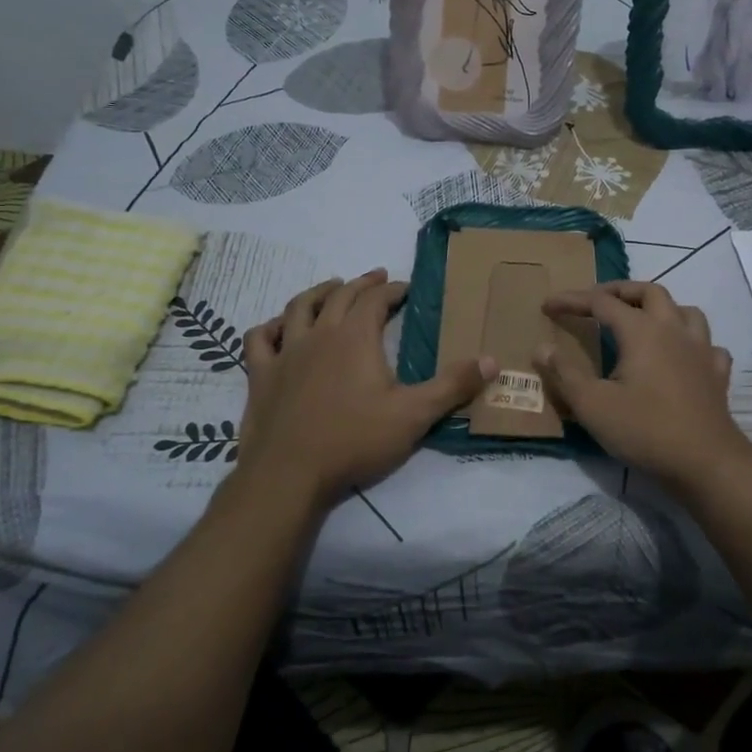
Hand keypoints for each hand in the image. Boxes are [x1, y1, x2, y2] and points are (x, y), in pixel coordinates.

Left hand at [239, 270, 493, 508]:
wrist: (289, 474)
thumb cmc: (354, 440)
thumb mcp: (414, 415)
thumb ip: (453, 385)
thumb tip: (492, 360)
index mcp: (356, 337)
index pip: (376, 300)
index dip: (393, 290)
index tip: (406, 288)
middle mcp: (319, 334)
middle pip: (340, 296)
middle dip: (361, 283)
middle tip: (377, 277)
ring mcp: (286, 353)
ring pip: (298, 308)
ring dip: (318, 293)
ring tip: (331, 288)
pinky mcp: (260, 376)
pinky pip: (259, 340)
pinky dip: (270, 327)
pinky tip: (278, 328)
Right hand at [534, 281, 751, 485]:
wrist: (706, 463)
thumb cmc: (644, 431)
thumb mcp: (592, 405)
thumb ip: (565, 374)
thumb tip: (542, 348)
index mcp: (642, 331)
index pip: (601, 302)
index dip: (572, 300)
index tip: (548, 305)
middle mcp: (674, 330)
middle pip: (649, 292)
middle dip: (620, 290)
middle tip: (596, 301)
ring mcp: (702, 350)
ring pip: (685, 311)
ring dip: (661, 309)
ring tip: (642, 321)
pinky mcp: (717, 374)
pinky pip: (707, 345)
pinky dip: (691, 342)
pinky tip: (683, 356)